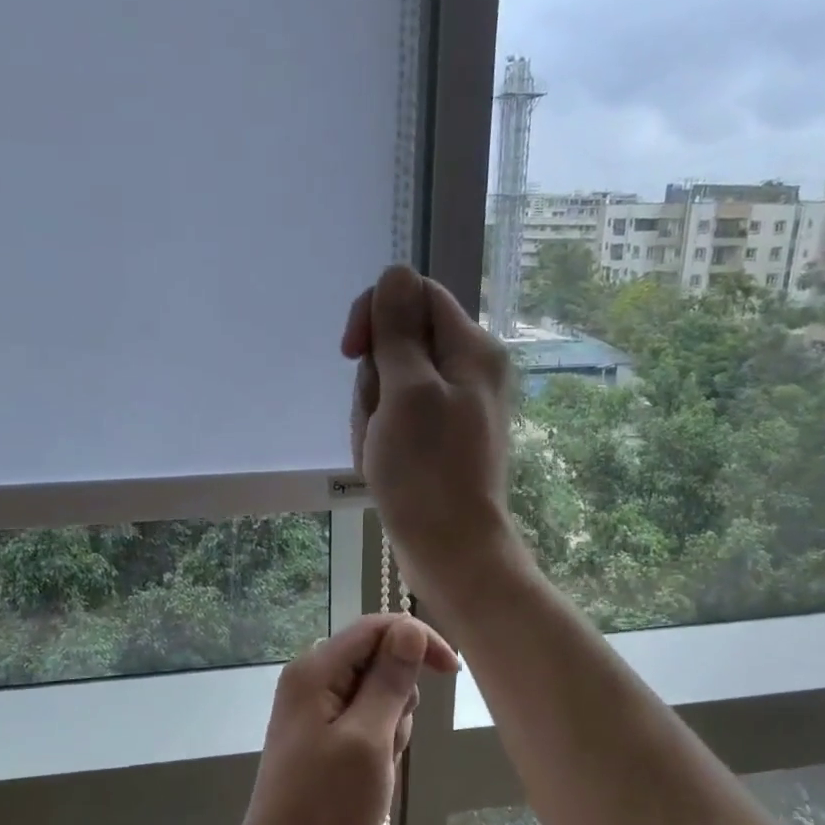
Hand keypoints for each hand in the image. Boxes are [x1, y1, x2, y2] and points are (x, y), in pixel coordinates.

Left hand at [230, 614, 458, 824]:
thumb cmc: (327, 806)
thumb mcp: (369, 740)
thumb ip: (390, 680)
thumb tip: (410, 628)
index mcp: (315, 669)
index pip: (376, 627)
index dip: (417, 640)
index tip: (452, 672)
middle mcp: (309, 677)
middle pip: (375, 659)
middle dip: (399, 697)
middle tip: (390, 743)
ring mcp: (311, 705)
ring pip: (374, 692)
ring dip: (390, 724)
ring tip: (376, 767)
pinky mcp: (317, 730)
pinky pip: (361, 717)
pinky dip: (376, 740)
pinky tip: (367, 775)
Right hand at [342, 265, 523, 608]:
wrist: (452, 550)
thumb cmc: (427, 472)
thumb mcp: (406, 392)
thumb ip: (398, 330)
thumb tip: (393, 273)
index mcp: (472, 348)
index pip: (414, 295)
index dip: (376, 314)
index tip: (351, 352)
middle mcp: (471, 368)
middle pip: (400, 342)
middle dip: (374, 379)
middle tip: (379, 421)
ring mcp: (456, 404)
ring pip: (391, 382)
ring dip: (373, 413)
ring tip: (381, 450)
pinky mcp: (442, 435)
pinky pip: (398, 415)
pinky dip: (381, 434)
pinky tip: (383, 465)